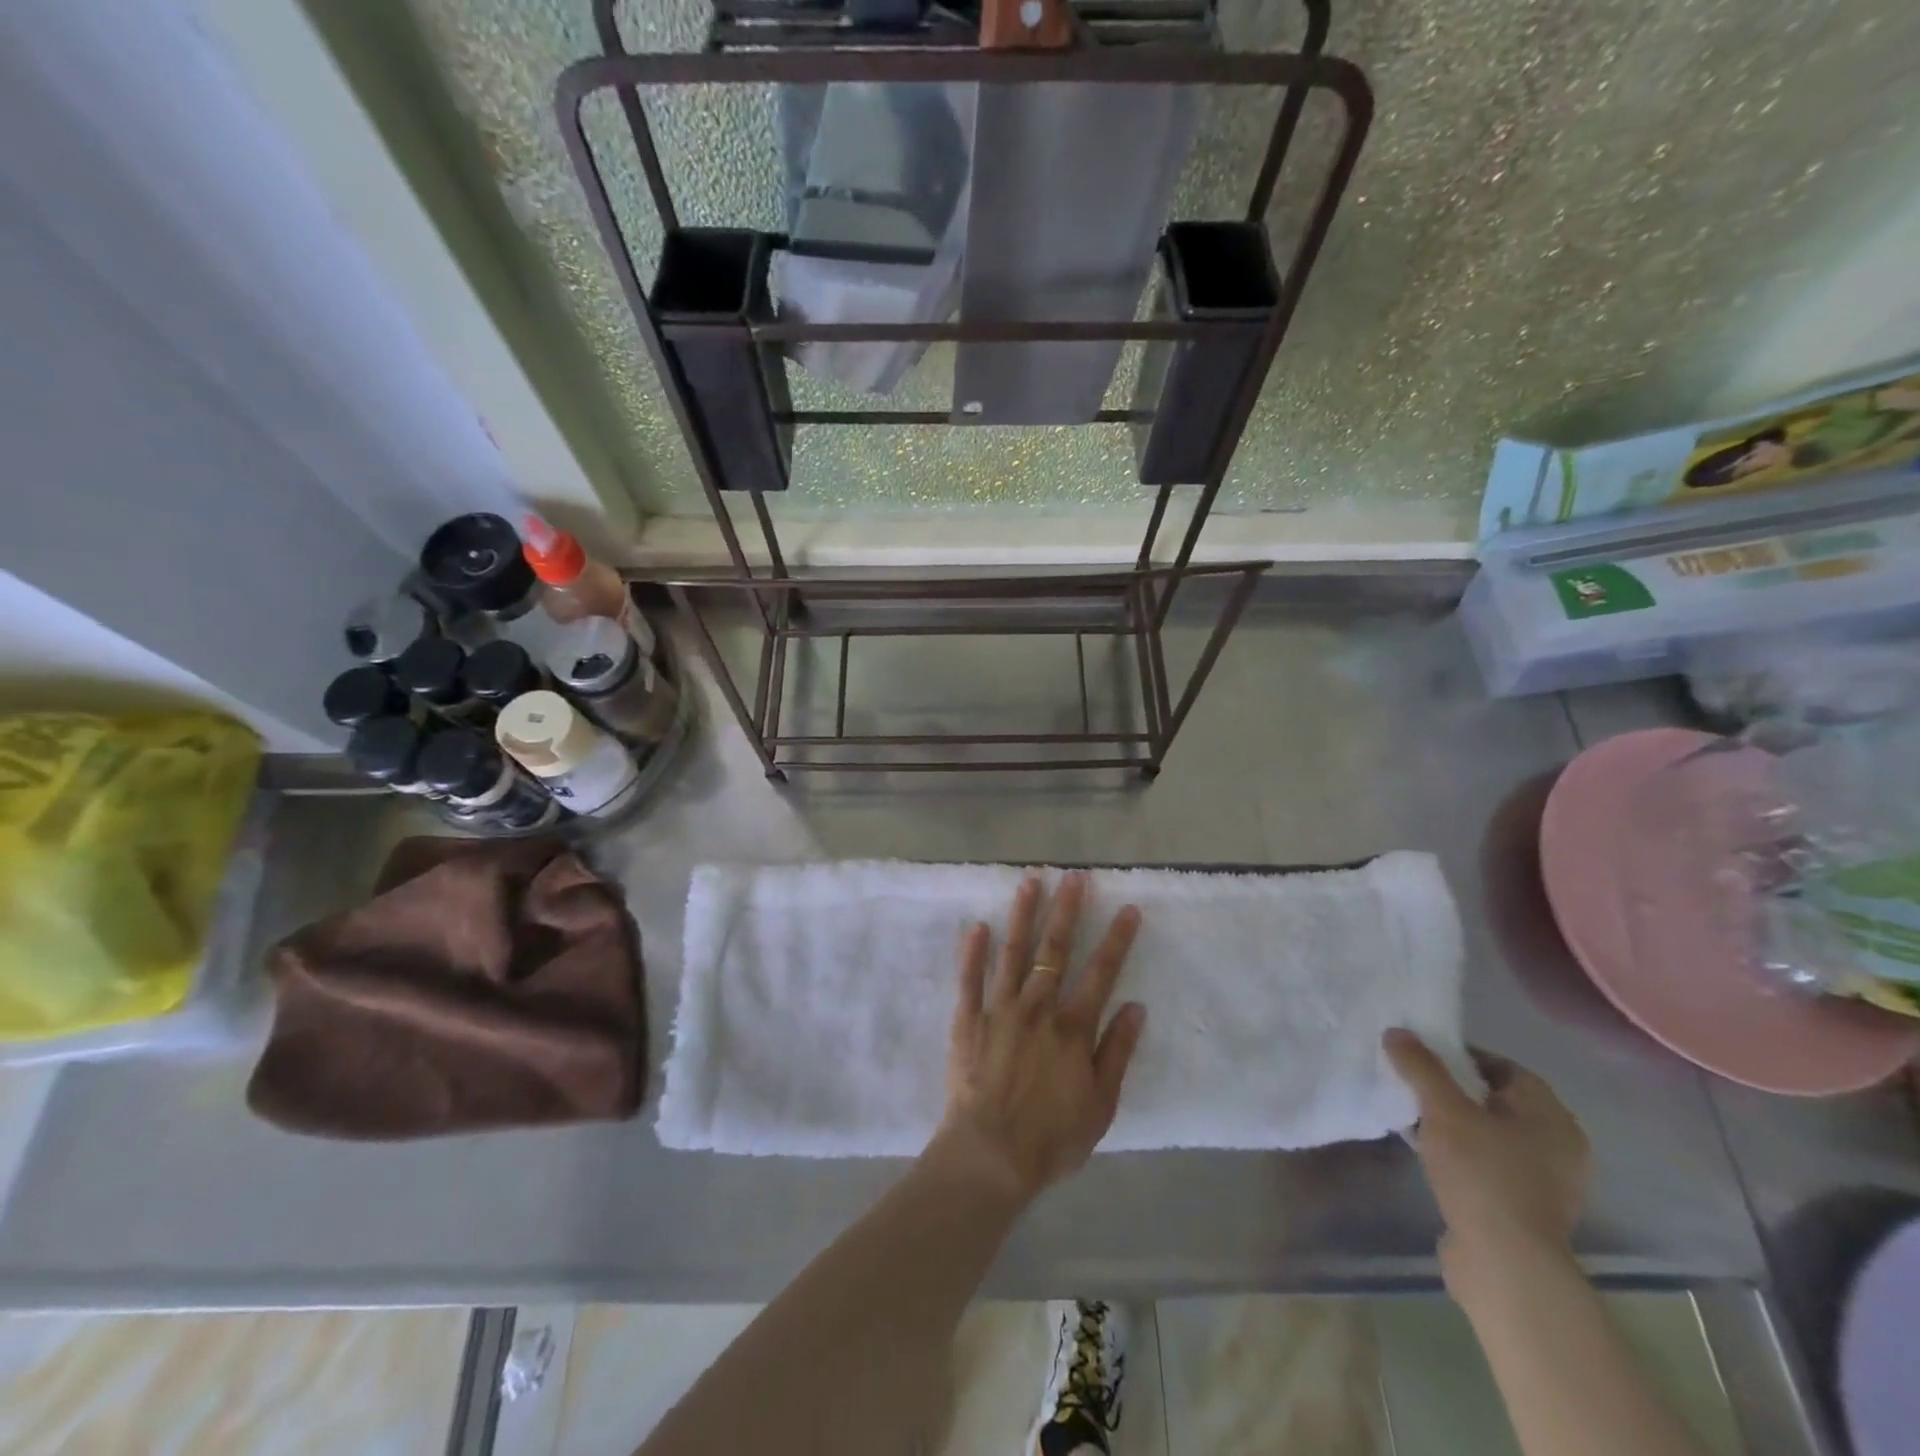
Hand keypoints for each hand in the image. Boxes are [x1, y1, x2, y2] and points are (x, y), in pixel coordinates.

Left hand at [931, 872, 1145, 1201]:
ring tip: (1030, 881)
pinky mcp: (968, 1019)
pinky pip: (970, 979)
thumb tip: (1136, 1007)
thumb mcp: (1100, 1104)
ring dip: (1023, 914)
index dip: (1117, 939)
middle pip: (1055, 950)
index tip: (1128, 908)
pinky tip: (978, 924)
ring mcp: (1000, 1009)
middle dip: (1068, 910)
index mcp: (1073, 1028)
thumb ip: (1117, 1052)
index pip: (1101, 973)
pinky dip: (973, 951)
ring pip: (1013, 952)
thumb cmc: (1052, 1137)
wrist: (991, 1156)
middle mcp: (1038, 1008)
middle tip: (1075, 877)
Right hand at [1383, 1030, 1589, 1288]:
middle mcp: (1558, 1145)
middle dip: (1454, 1089)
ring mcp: (1545, 1181)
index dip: (1462, 1056)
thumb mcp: (1443, 1110)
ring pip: (1491, 1133)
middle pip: (1497, 1100)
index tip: (1422, 1056)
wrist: (1505, 1263)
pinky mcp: (1524, 1207)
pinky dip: (1460, 1152)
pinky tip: (1427, 1151)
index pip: (1504, 1067)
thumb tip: (1397, 1032)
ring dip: (1455, 1123)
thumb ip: (1420, 1067)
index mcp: (1551, 1116)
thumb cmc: (1483, 1173)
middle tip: (1413, 1082)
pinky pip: (1488, 1163)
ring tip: (1413, 1115)